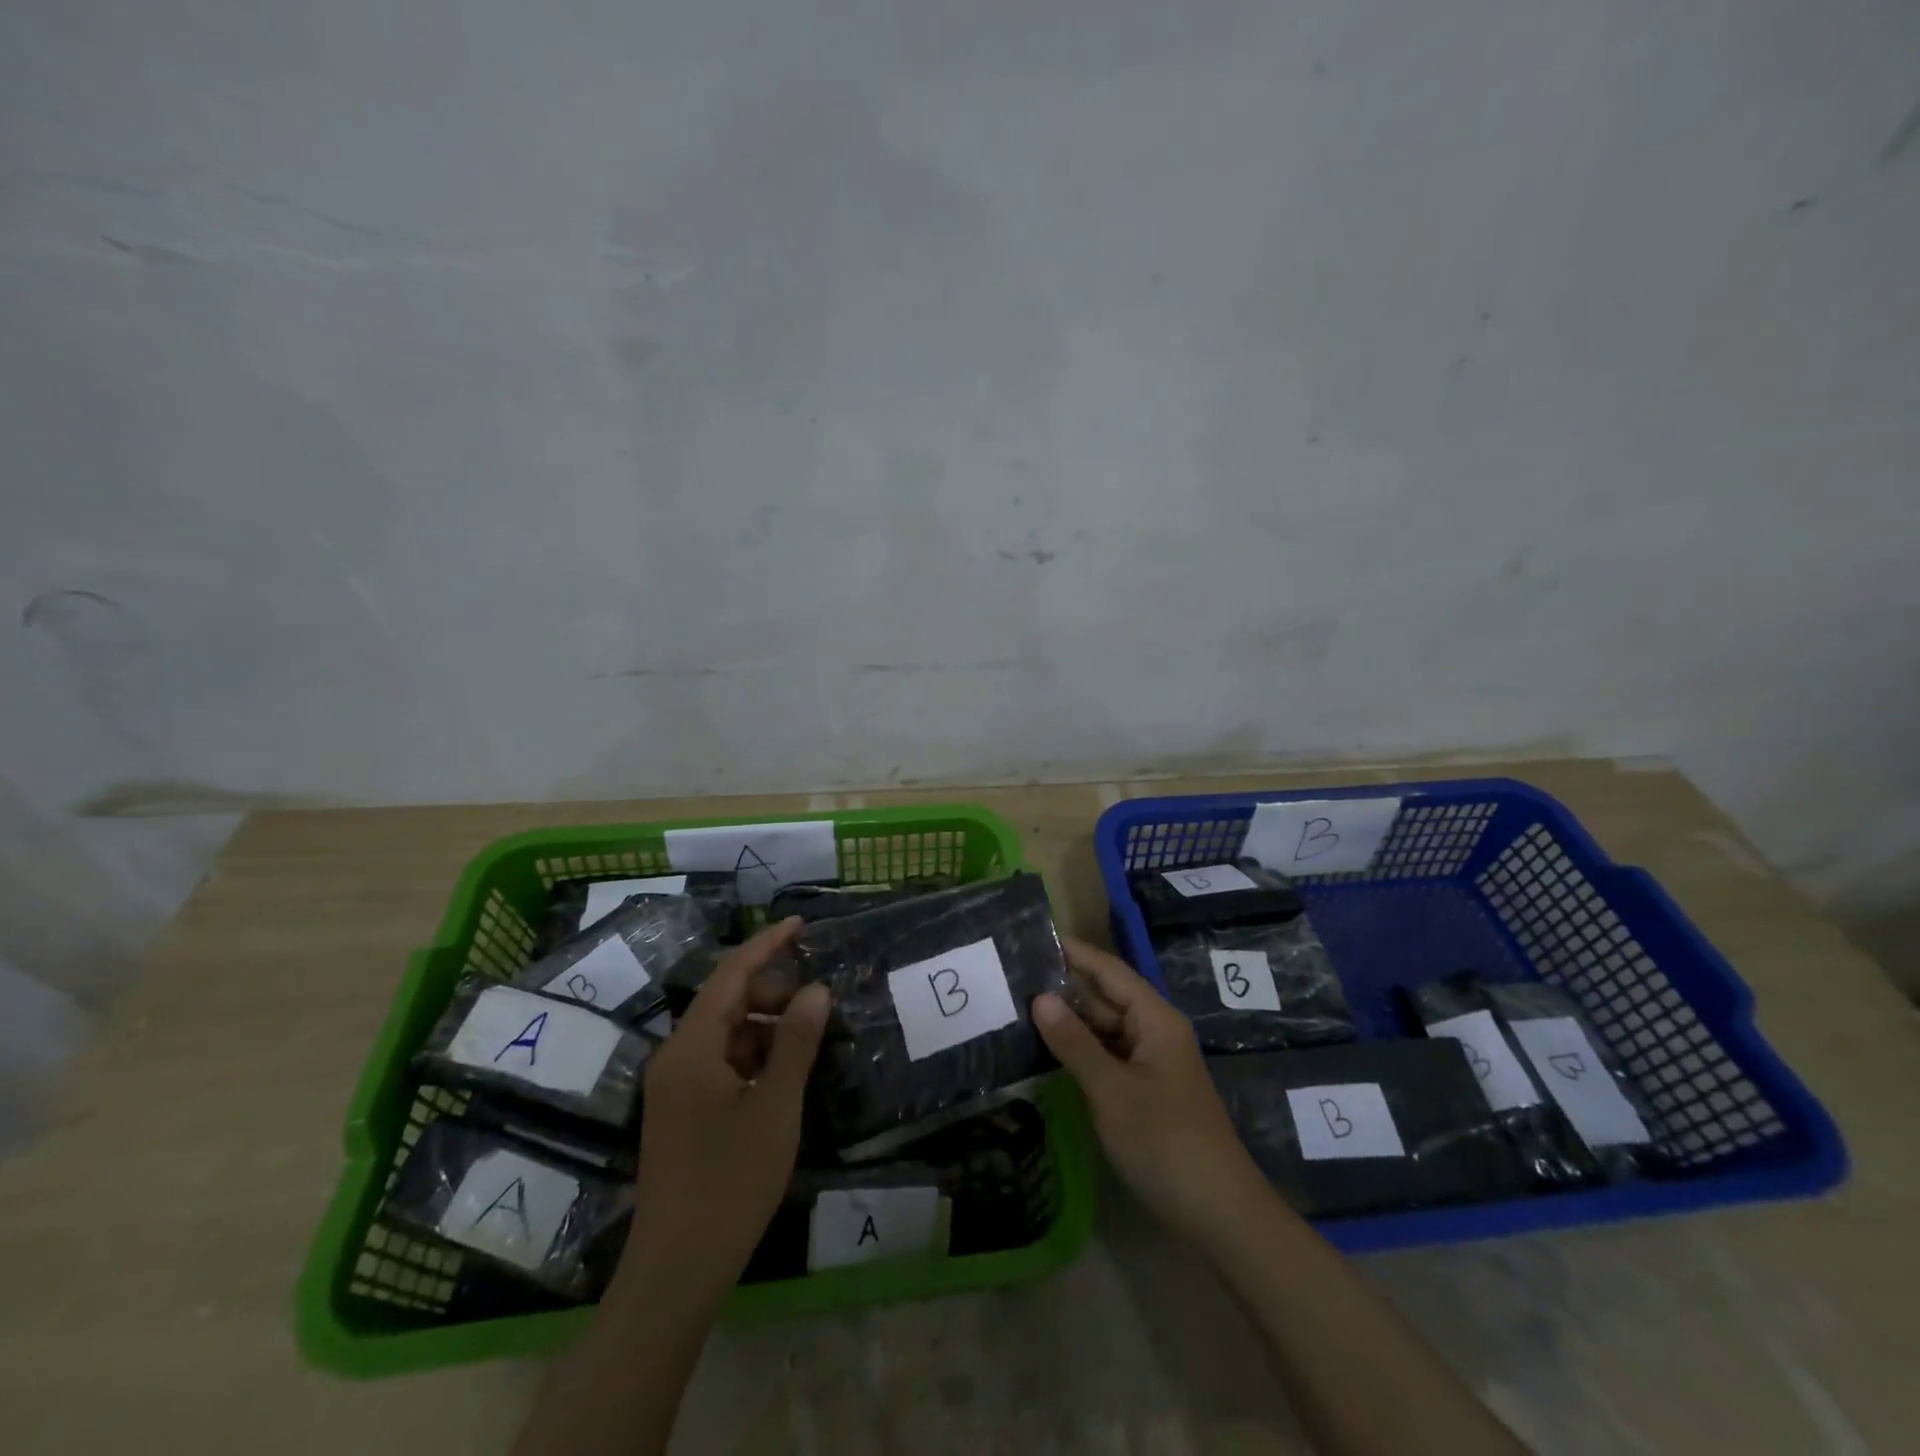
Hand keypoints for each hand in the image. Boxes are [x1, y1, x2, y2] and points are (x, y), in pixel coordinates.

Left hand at [625, 917, 830, 1304]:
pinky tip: (784, 1074)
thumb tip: (817, 989)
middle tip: (819, 1001)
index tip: (800, 924)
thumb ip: (796, 1042)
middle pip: (727, 1001)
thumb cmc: (729, 1182)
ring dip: (766, 1026)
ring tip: (808, 1038)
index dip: (766, 944)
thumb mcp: (775, 1106)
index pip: (731, 974)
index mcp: (692, 1047)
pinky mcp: (682, 1112)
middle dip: (773, 991)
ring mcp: (676, 1087)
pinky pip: (721, 1062)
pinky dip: (754, 1055)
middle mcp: (676, 1057)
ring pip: (726, 1033)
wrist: (675, 1271)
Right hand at [1034, 937, 1270, 1245]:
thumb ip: (1074, 1042)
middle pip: (1105, 999)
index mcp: (1155, 1019)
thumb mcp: (1111, 1090)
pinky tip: (1046, 1054)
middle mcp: (1154, 1032)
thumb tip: (1039, 997)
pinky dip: (1080, 1053)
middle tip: (1010, 981)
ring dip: (1069, 1024)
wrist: (1219, 1215)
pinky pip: (1108, 1058)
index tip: (1032, 939)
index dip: (1073, 953)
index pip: (1109, 971)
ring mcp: (1151, 1064)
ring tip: (1017, 1012)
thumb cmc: (1165, 1141)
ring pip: (1105, 1031)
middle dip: (1063, 990)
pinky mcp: (1146, 1092)